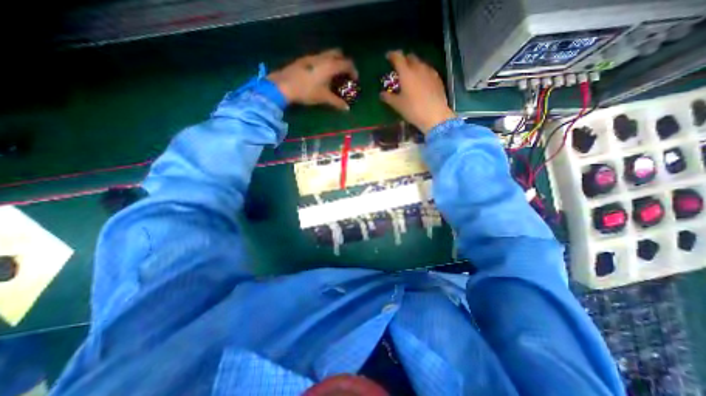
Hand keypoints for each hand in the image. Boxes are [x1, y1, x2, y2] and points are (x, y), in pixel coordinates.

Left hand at [267, 49, 358, 111]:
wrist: (284, 85)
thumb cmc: (307, 91)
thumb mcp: (324, 98)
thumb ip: (337, 102)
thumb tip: (347, 109)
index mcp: (330, 65)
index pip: (347, 63)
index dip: (353, 71)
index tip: (355, 80)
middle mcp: (323, 57)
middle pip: (338, 53)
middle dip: (344, 62)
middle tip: (344, 75)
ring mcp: (312, 56)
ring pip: (328, 54)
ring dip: (334, 62)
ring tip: (333, 76)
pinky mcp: (304, 59)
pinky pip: (319, 58)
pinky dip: (324, 63)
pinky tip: (320, 76)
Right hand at [381, 49, 458, 131]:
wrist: (435, 115)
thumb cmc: (413, 109)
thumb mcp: (398, 105)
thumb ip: (388, 98)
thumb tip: (381, 94)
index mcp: (406, 73)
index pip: (398, 57)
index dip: (392, 55)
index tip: (388, 56)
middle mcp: (418, 68)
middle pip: (411, 57)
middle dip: (404, 60)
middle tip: (400, 67)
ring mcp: (430, 72)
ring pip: (420, 63)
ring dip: (414, 66)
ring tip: (411, 74)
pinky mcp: (438, 79)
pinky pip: (428, 70)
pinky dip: (422, 72)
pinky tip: (422, 81)